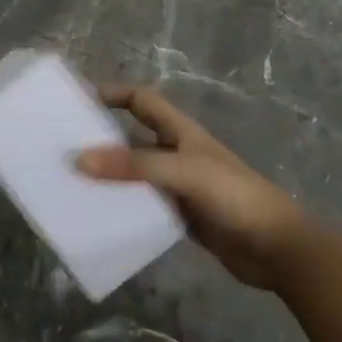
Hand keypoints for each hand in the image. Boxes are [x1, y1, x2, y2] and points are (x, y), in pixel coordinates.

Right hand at [77, 84, 317, 290]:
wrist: (278, 248)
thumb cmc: (234, 196)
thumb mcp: (183, 172)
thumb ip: (134, 166)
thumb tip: (79, 160)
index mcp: (180, 132)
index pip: (141, 100)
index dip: (112, 93)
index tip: (78, 101)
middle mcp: (177, 153)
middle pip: (132, 136)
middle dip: (101, 138)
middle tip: (62, 147)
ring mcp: (179, 186)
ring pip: (135, 173)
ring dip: (109, 176)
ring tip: (72, 183)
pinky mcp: (181, 215)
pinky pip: (143, 205)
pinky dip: (122, 206)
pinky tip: (99, 216)